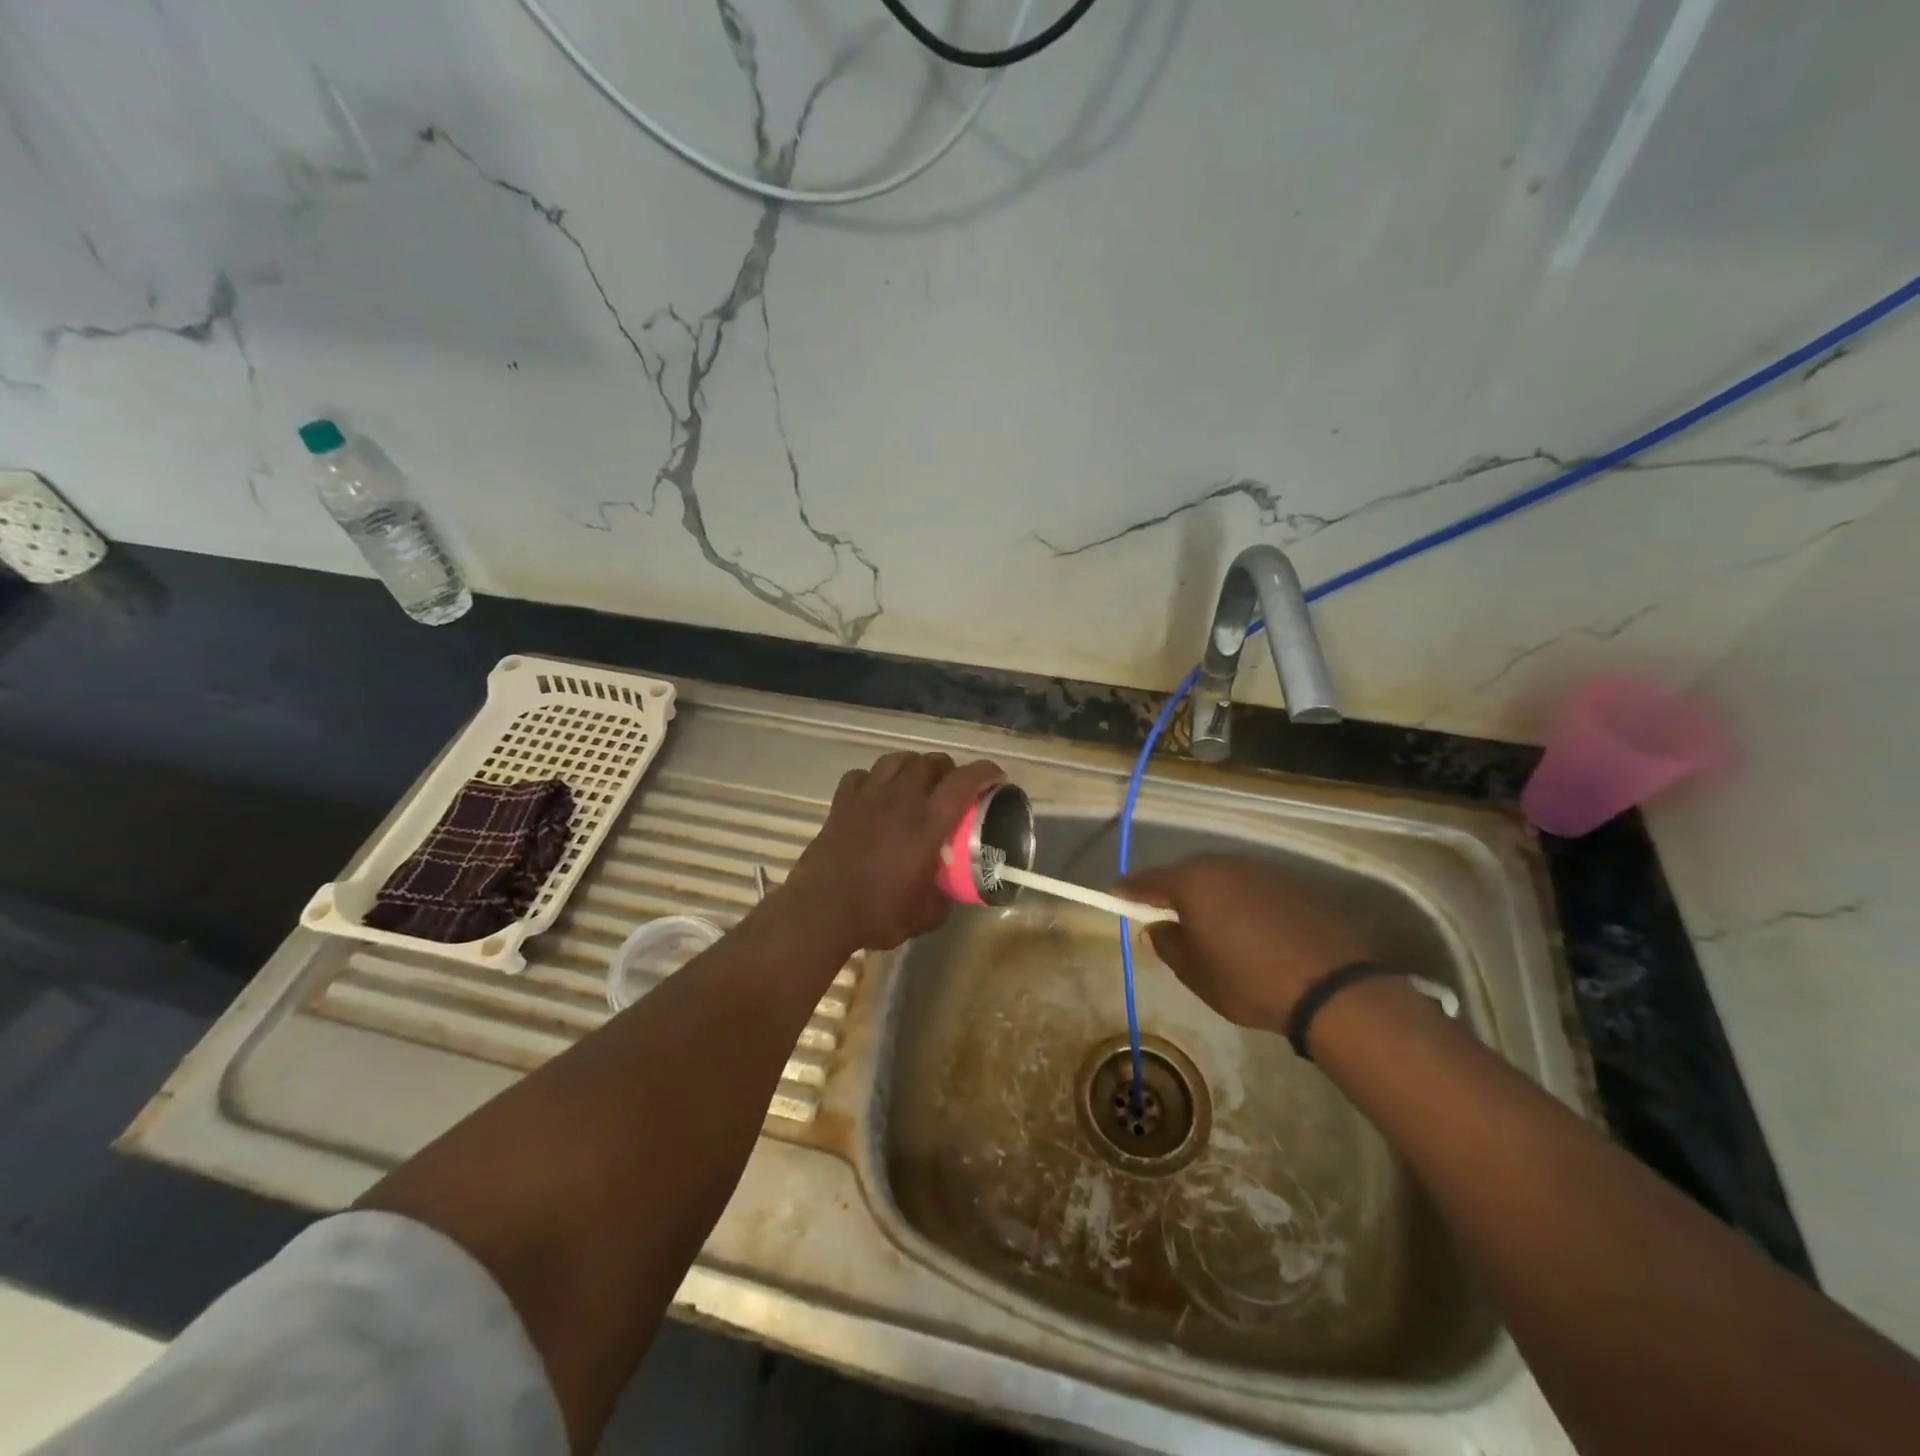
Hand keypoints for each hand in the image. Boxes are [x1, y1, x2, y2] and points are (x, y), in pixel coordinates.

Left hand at [782, 751, 1004, 953]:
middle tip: (952, 788)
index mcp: (928, 822)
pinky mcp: (841, 804)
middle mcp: (901, 800)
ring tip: (916, 783)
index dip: (985, 772)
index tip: (997, 777)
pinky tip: (876, 795)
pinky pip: (861, 775)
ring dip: (913, 766)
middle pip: (930, 762)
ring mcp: (868, 797)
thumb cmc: (878, 913)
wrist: (821, 911)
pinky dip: (874, 779)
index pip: (964, 782)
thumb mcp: (927, 914)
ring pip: (896, 760)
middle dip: (948, 769)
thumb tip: (946, 890)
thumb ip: (943, 895)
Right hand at [1118, 854, 1367, 1031]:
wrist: (1333, 987)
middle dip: (1173, 890)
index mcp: (1193, 883)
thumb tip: (1158, 928)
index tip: (1116, 895)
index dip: (1130, 890)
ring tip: (1209, 921)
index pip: (1149, 881)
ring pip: (1222, 877)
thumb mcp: (1197, 975)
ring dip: (1210, 894)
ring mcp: (1261, 869)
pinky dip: (1241, 900)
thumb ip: (1169, 946)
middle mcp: (1224, 865)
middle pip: (1187, 873)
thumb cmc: (1251, 982)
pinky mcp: (1292, 882)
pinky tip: (1249, 925)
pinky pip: (1251, 886)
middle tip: (1164, 913)